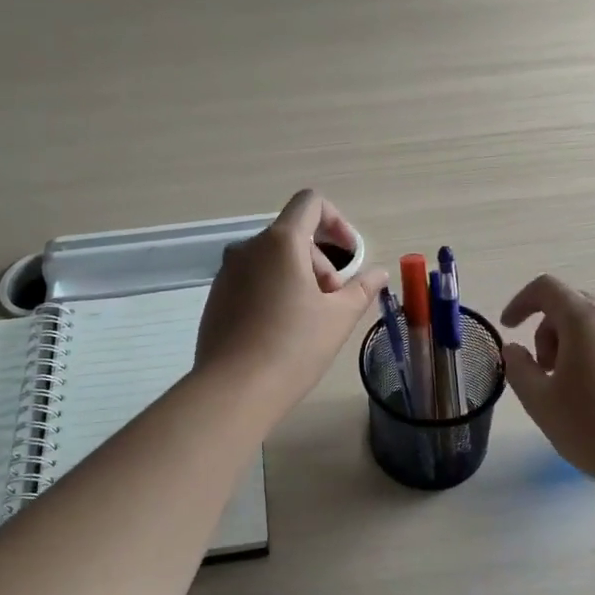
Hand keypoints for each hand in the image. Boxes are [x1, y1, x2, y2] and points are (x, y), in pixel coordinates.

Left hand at [196, 190, 388, 417]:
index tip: (350, 256)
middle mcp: (248, 248)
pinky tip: (281, 332)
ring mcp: (227, 273)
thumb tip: (377, 273)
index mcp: (280, 242)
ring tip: (309, 321)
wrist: (233, 391)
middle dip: (321, 263)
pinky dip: (274, 291)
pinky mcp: (216, 298)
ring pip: (273, 260)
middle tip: (333, 303)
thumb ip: (361, 289)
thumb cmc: (293, 347)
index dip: (337, 221)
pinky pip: (253, 280)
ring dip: (298, 278)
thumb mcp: (338, 318)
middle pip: (294, 237)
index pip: (310, 203)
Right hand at [500, 275, 594, 481]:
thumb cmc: (591, 426)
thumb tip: (513, 350)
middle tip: (540, 368)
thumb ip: (518, 368)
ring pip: (591, 321)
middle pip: (569, 303)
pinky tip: (590, 391)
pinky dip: (590, 351)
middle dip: (545, 328)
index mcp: (583, 319)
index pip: (545, 288)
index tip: (509, 328)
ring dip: (568, 341)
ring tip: (564, 383)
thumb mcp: (539, 400)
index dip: (520, 302)